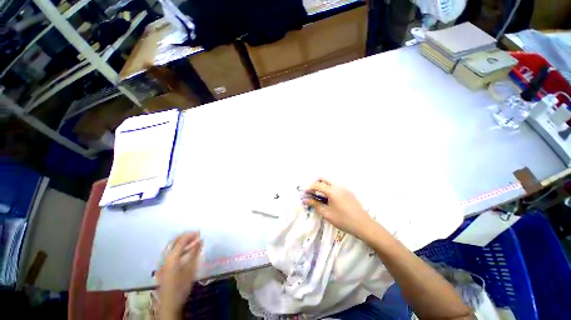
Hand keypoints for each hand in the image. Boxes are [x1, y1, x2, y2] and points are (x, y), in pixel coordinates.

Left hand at [158, 232, 202, 319]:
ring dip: (183, 243)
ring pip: (172, 247)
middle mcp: (166, 258)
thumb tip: (200, 240)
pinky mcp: (165, 267)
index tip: (199, 232)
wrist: (169, 303)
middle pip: (174, 242)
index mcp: (172, 257)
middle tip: (196, 234)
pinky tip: (187, 251)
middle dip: (185, 237)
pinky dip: (180, 249)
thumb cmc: (181, 286)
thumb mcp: (190, 269)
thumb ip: (195, 253)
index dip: (190, 235)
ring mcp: (164, 263)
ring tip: (193, 241)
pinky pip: (172, 253)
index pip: (181, 241)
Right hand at [303, 178, 374, 238]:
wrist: (363, 225)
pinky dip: (330, 190)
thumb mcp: (326, 213)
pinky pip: (336, 187)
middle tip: (313, 193)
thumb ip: (315, 204)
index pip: (317, 184)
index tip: (305, 195)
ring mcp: (344, 188)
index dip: (309, 189)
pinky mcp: (349, 192)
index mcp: (332, 190)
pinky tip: (331, 200)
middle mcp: (338, 186)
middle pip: (324, 179)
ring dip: (323, 187)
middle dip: (316, 184)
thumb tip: (305, 199)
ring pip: (330, 183)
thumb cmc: (343, 219)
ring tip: (321, 198)